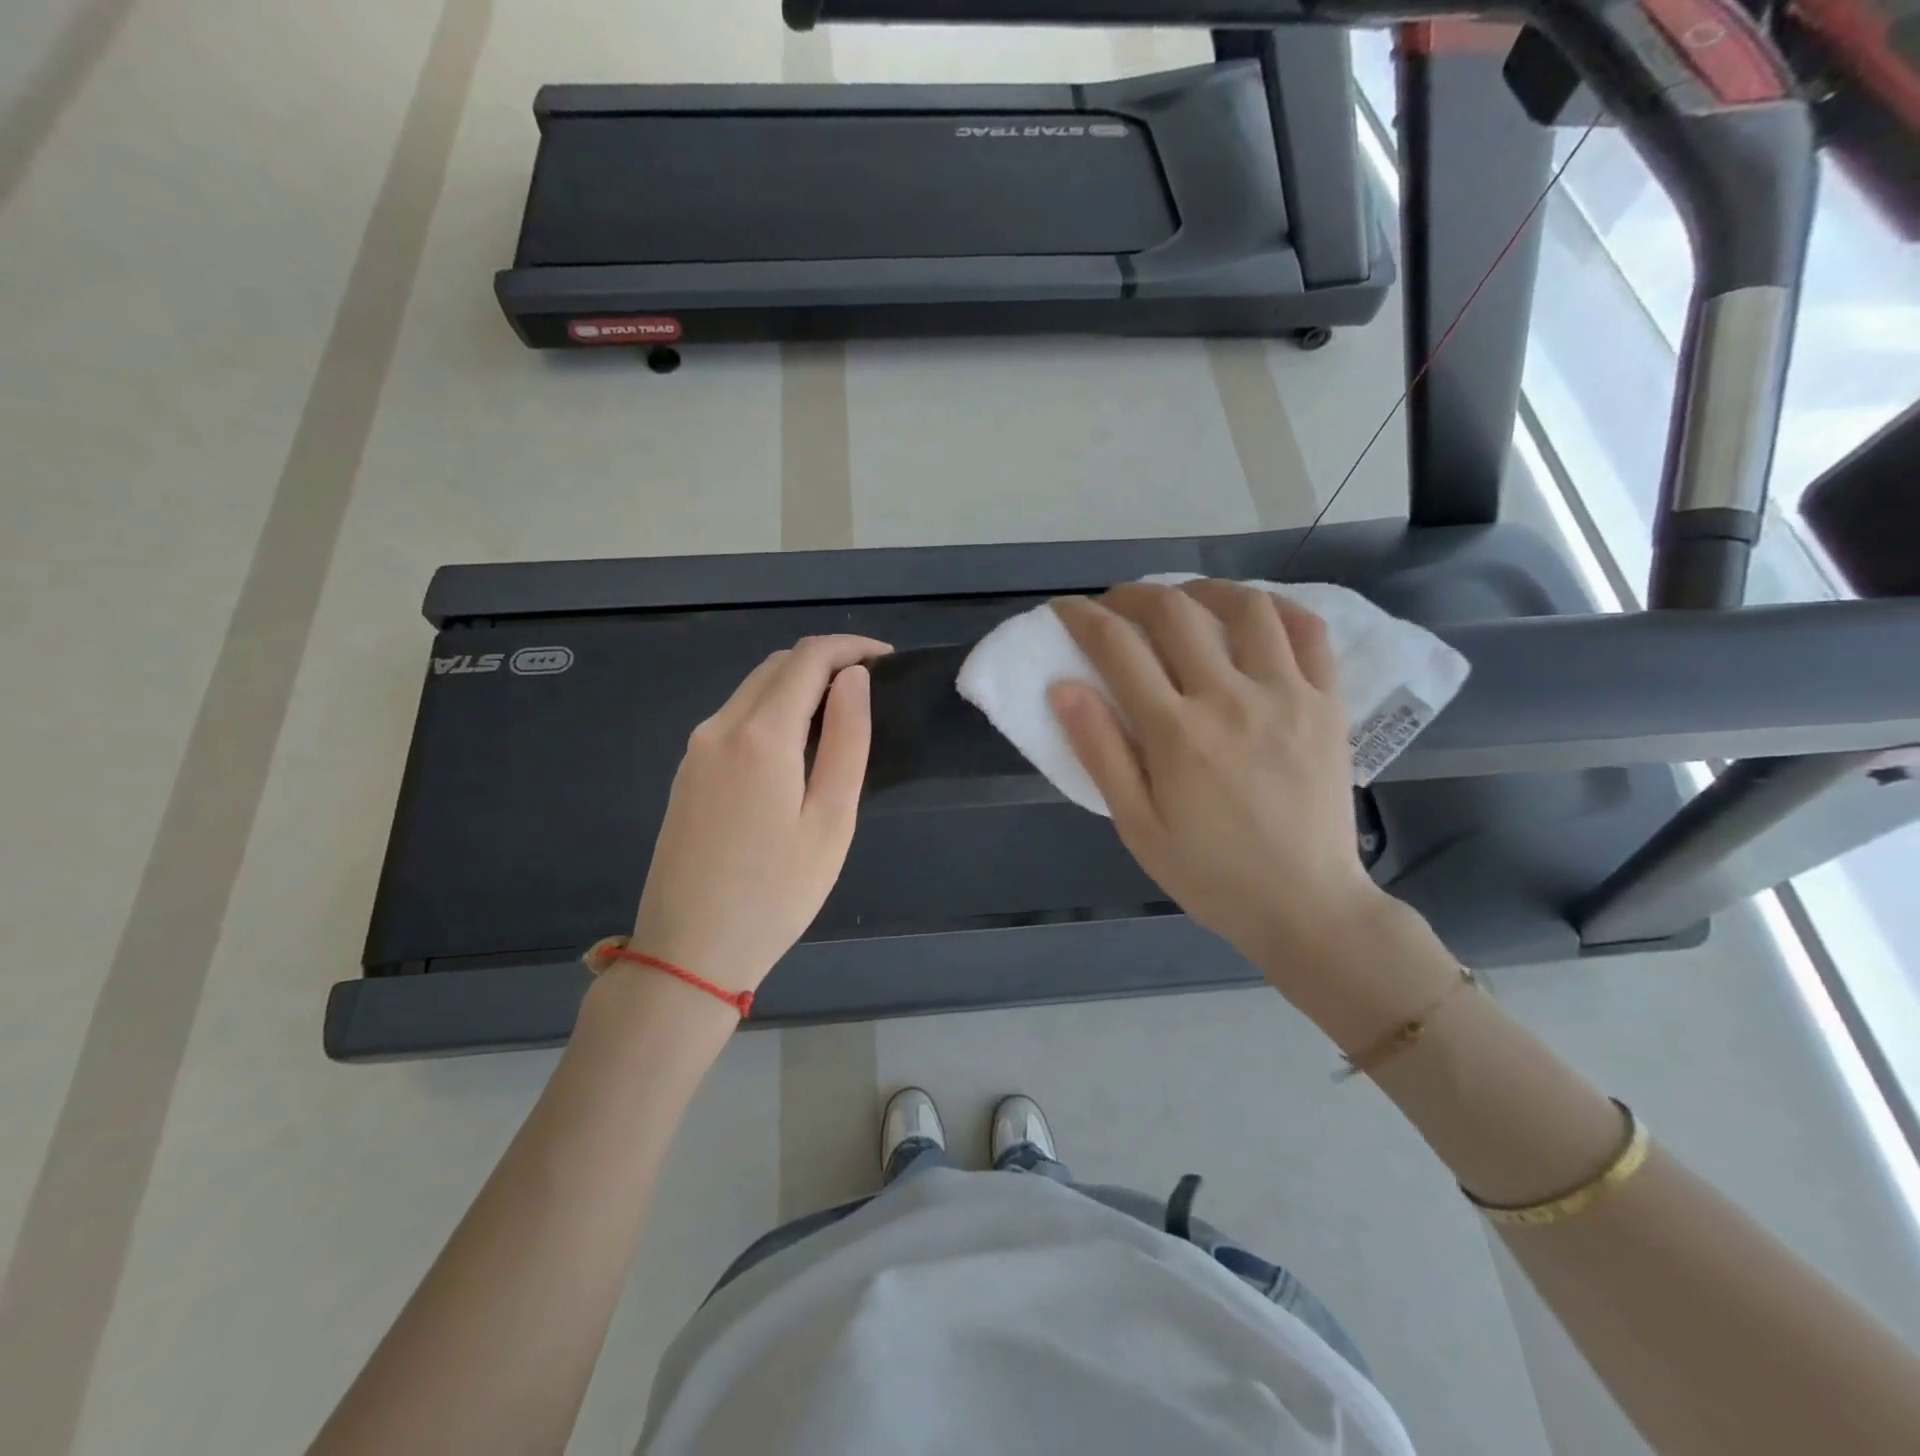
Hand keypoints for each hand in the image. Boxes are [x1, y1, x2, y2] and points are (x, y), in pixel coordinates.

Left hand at [629, 634, 889, 992]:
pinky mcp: (688, 772)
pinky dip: (773, 709)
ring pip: (753, 689)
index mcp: (760, 735)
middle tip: (871, 687)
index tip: (888, 660)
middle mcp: (720, 727)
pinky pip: (736, 717)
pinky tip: (797, 743)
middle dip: (827, 661)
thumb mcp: (831, 819)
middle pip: (777, 665)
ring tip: (842, 713)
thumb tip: (853, 679)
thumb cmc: (776, 893)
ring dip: (799, 684)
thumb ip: (846, 740)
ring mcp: (697, 749)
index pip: (809, 659)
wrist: (690, 951)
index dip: (851, 648)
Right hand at [1049, 582, 1397, 989]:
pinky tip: (1253, 614)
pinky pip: (1308, 632)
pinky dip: (1276, 608)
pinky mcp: (1328, 703)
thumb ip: (1099, 752)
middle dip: (1132, 595)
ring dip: (1202, 590)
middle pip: (1174, 612)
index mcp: (1176, 733)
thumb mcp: (1137, 826)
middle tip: (1114, 605)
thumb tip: (1062, 687)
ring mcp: (1287, 695)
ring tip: (1181, 601)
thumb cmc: (1210, 874)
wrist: (1306, 906)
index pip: (1117, 647)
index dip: (1082, 618)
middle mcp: (1230, 698)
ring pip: (1245, 606)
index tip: (1065, 609)